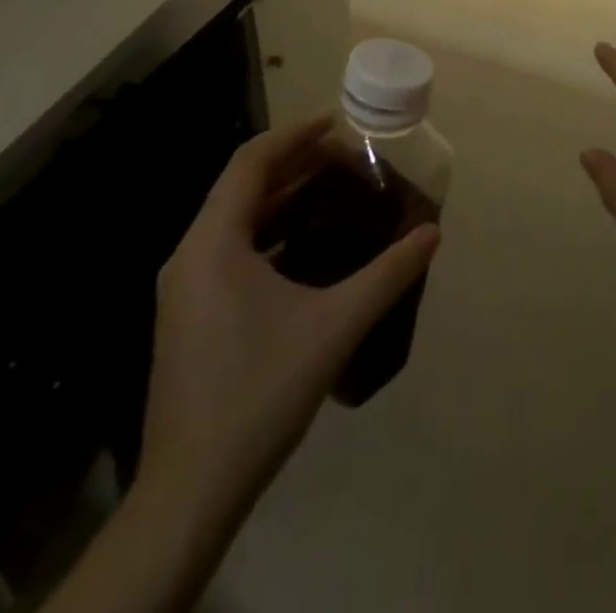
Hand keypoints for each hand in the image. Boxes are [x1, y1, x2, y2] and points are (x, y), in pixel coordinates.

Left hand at [137, 116, 441, 505]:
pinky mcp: (188, 317)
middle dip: (292, 164)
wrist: (190, 492)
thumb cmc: (260, 392)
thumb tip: (432, 233)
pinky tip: (303, 250)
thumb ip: (387, 274)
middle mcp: (190, 255)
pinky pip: (228, 251)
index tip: (335, 122)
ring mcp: (183, 289)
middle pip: (241, 186)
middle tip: (343, 157)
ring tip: (329, 192)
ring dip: (279, 200)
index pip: (251, 162)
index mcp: (213, 243)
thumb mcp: (335, 326)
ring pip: (233, 221)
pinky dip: (266, 234)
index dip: (294, 134)